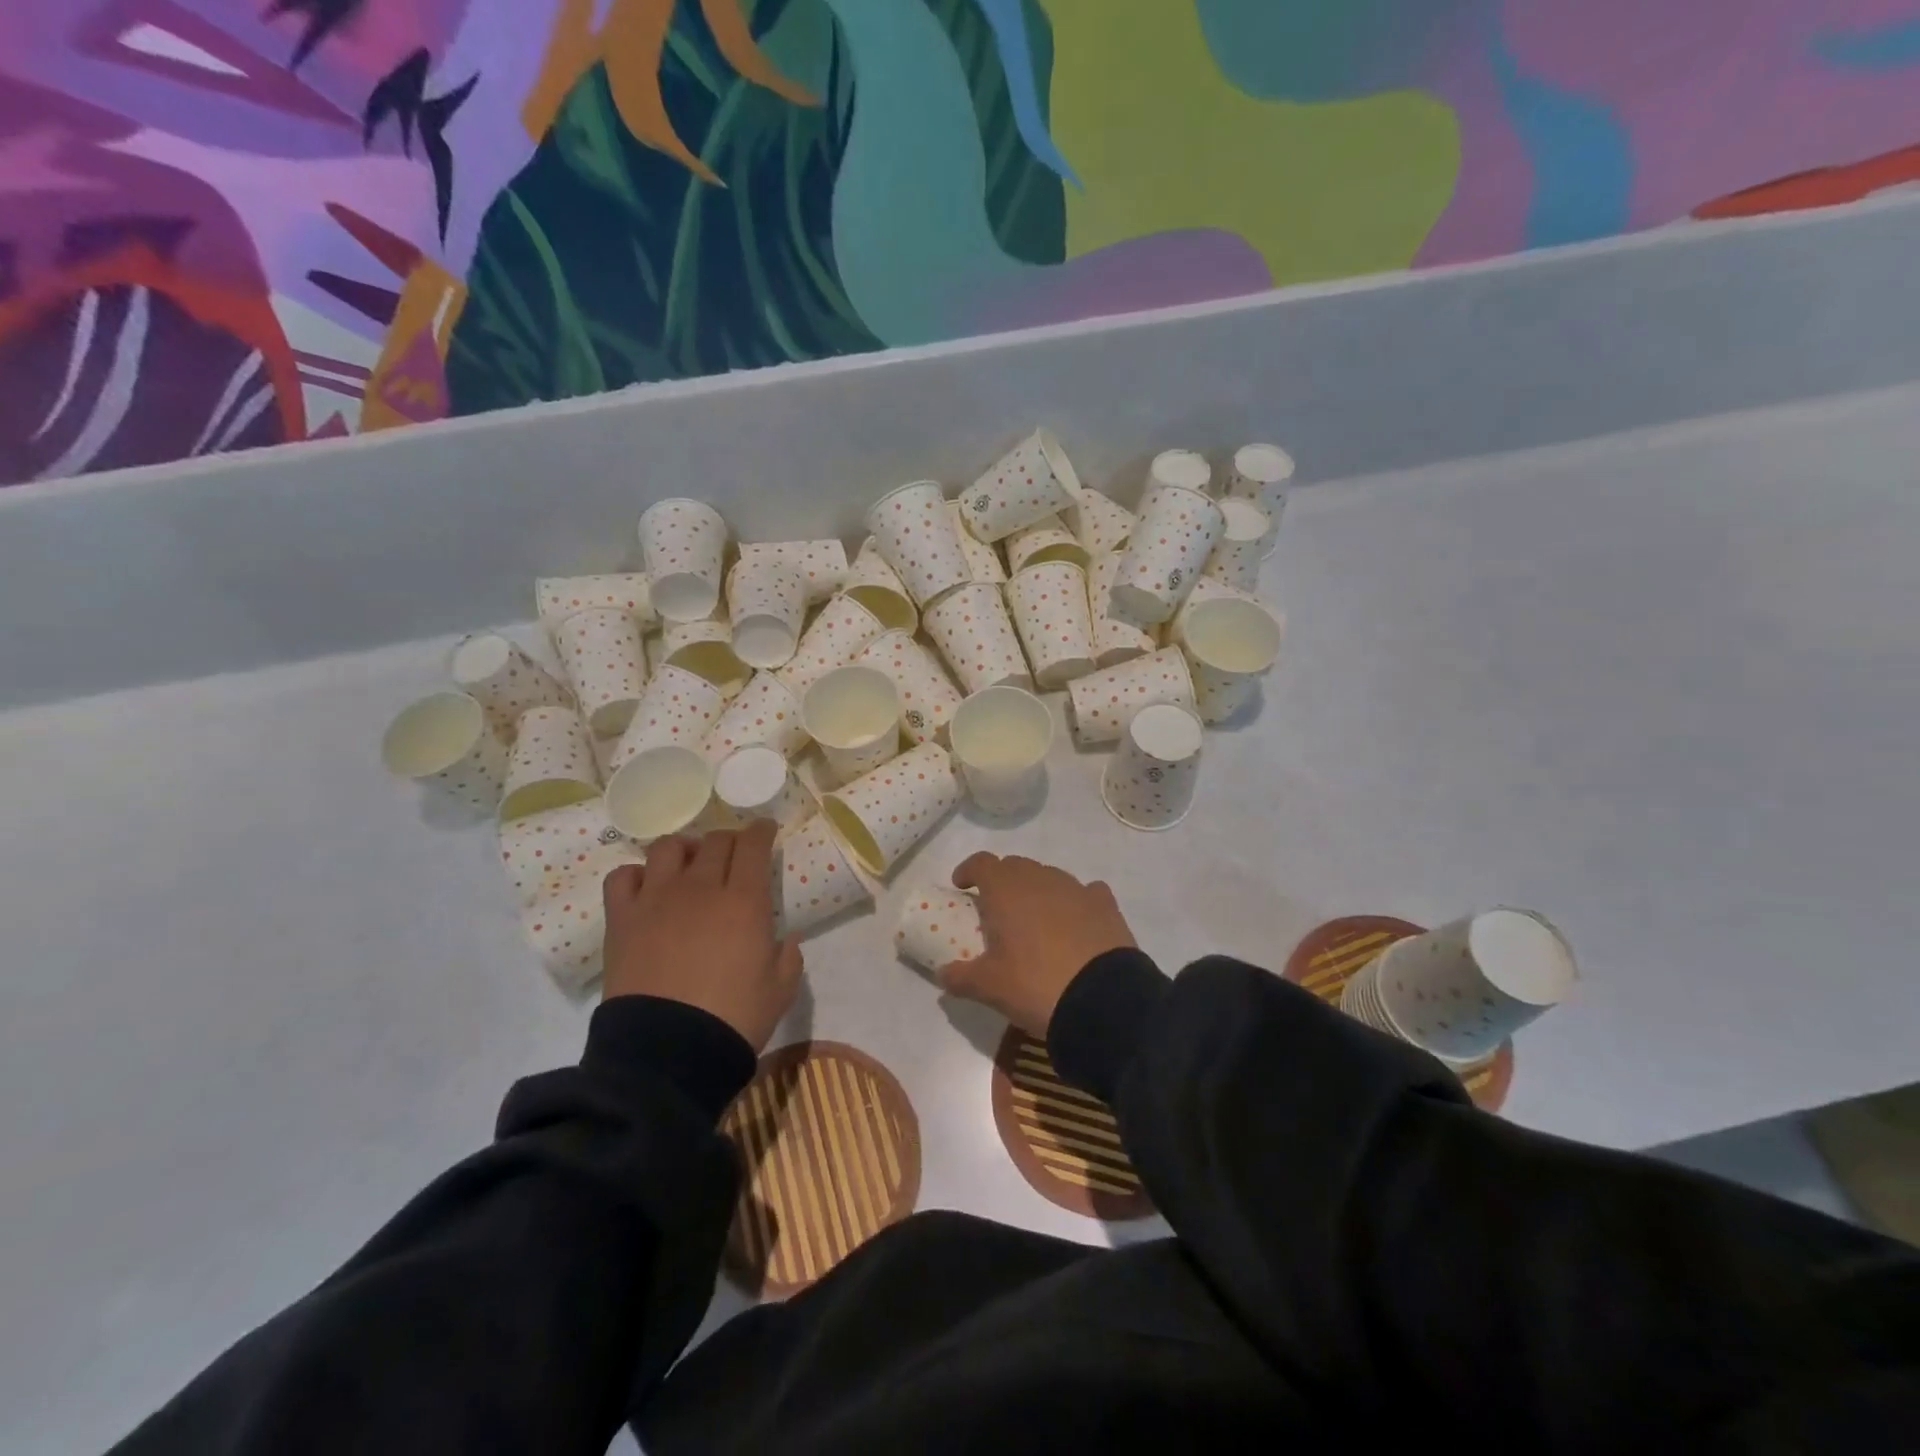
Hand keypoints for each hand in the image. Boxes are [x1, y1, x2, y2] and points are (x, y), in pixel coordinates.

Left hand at [601, 819, 802, 1051]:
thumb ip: (789, 957)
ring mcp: (656, 899)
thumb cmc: (734, 1019)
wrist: (668, 1053)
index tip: (765, 831)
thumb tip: (788, 939)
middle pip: (715, 841)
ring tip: (688, 865)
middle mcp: (700, 888)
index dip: (761, 832)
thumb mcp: (780, 990)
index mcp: (744, 901)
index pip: (753, 845)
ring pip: (668, 848)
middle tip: (733, 855)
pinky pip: (623, 877)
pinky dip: (636, 875)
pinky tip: (646, 888)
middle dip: (729, 841)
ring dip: (684, 849)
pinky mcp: (622, 919)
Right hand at [941, 853, 1137, 1038]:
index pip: (982, 863)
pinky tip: (1075, 922)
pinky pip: (1085, 892)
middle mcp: (1040, 879)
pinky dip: (1075, 902)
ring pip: (1049, 877)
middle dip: (1002, 881)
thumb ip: (960, 976)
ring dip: (1037, 891)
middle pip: (1016, 866)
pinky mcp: (1106, 905)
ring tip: (1035, 921)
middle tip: (997, 909)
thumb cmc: (1035, 985)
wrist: (1103, 1000)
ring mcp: (1076, 888)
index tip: (962, 887)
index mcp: (1006, 890)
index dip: (969, 870)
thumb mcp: (989, 987)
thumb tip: (942, 974)